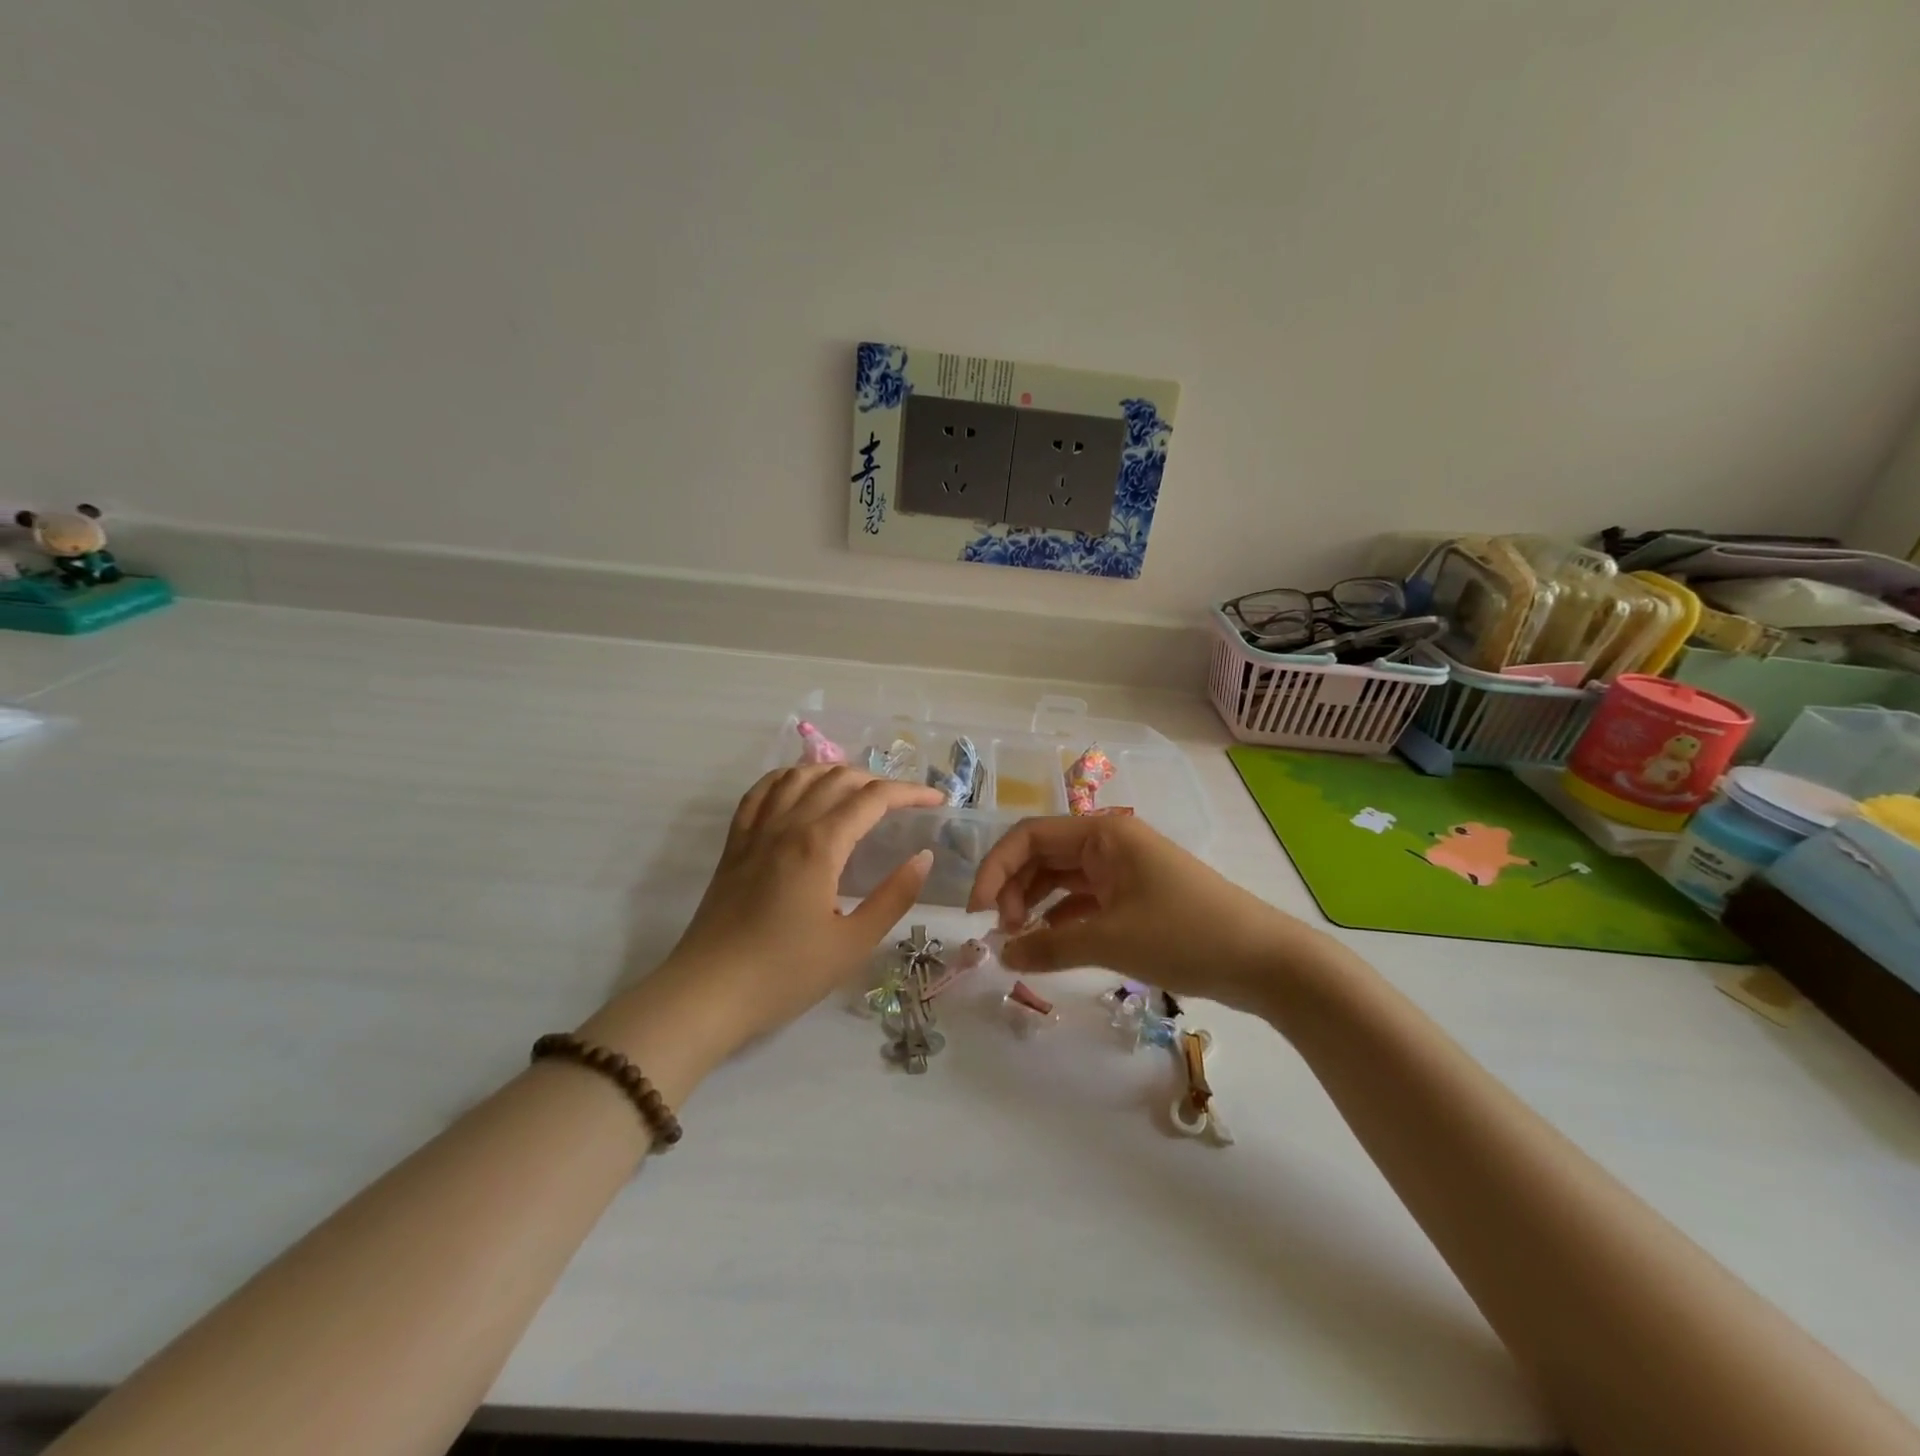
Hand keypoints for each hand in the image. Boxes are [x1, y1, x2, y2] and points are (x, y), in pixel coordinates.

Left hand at [611, 766, 943, 1071]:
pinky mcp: (734, 845)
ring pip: (797, 777)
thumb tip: (922, 857)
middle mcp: (787, 825)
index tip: (937, 800)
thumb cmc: (785, 974)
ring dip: (834, 773)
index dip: (909, 793)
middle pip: (837, 779)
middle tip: (904, 802)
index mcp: (820, 845)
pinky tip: (798, 788)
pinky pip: (760, 793)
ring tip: (858, 788)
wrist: (707, 994)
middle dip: (877, 781)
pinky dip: (786, 779)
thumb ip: (893, 896)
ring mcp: (755, 832)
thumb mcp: (852, 944)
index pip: (872, 799)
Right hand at [967, 813, 1320, 1008]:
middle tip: (1003, 935)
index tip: (977, 913)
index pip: (1029, 837)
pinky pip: (1083, 901)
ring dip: (1036, 907)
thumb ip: (1049, 947)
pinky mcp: (1135, 897)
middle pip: (1042, 856)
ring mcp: (1123, 870)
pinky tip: (1048, 948)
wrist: (1264, 961)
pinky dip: (1061, 921)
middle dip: (1015, 891)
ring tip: (1020, 944)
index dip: (995, 869)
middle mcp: (1109, 842)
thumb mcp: (1110, 940)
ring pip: (1061, 880)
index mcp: (1102, 832)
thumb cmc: (1185, 935)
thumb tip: (1001, 955)